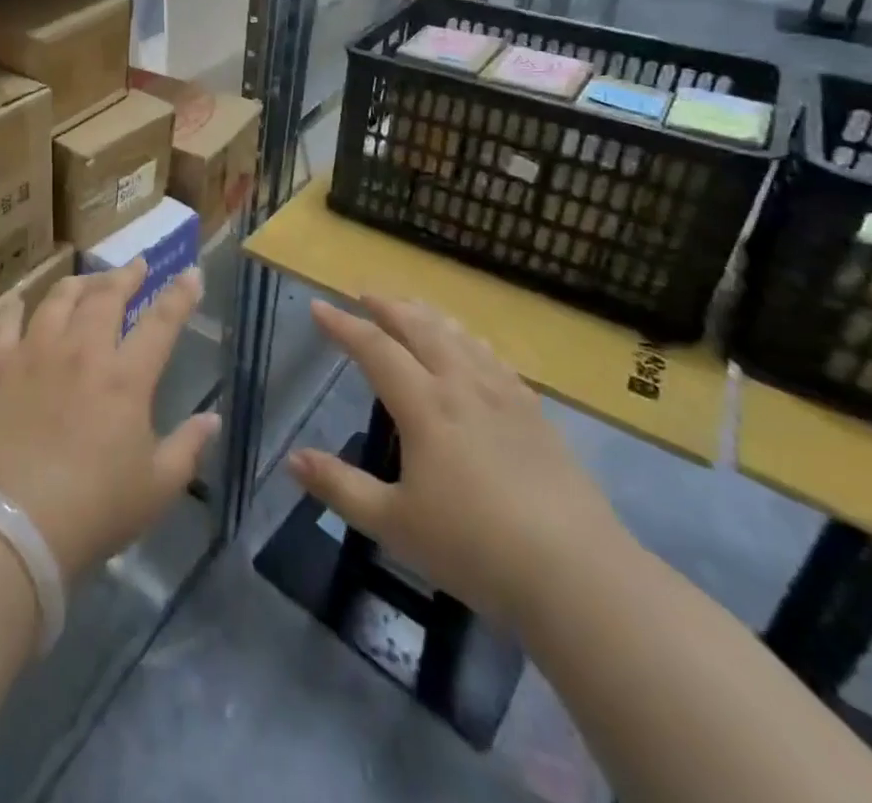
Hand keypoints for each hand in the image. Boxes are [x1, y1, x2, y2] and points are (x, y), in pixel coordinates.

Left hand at [0, 262, 218, 580]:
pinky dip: (16, 308)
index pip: (161, 322)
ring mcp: (35, 352)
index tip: (190, 273)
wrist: (14, 524)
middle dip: (126, 275)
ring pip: (59, 299)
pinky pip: (6, 323)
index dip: (179, 295)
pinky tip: (21, 303)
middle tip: (136, 265)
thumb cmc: (95, 509)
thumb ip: (188, 447)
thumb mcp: (157, 487)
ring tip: (87, 281)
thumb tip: (212, 419)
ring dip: (79, 284)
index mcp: (126, 377)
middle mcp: (82, 350)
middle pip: (106, 297)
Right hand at [287, 297, 628, 628]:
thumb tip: (292, 459)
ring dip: (429, 316)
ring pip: (460, 337)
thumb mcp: (394, 524)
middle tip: (364, 294)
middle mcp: (462, 386)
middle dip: (388, 306)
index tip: (318, 307)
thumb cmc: (476, 549)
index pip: (375, 348)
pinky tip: (472, 348)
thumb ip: (340, 488)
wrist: (580, 576)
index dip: (343, 325)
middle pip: (420, 328)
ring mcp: (505, 397)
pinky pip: (495, 359)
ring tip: (412, 307)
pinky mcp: (536, 415)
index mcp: (424, 405)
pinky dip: (470, 340)